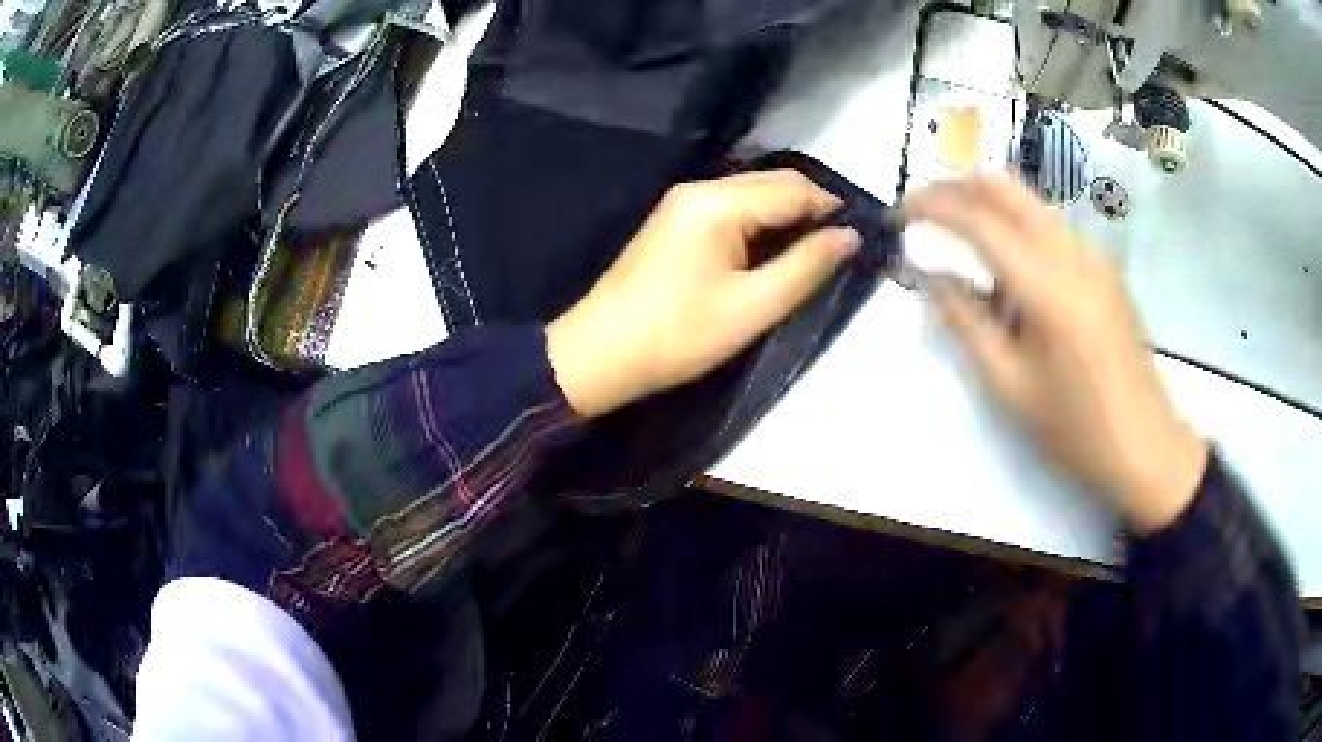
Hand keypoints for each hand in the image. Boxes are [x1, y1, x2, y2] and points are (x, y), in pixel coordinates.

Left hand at [546, 170, 860, 419]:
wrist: (600, 354)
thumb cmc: (678, 335)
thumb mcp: (753, 307)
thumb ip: (806, 266)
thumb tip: (849, 236)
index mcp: (719, 201)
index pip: (795, 188)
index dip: (833, 209)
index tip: (861, 240)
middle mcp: (701, 188)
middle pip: (773, 183)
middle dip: (811, 210)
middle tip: (840, 251)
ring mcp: (683, 203)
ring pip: (753, 195)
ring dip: (787, 218)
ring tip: (813, 257)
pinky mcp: (675, 222)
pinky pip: (731, 209)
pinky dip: (760, 225)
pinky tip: (772, 255)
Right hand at [901, 174, 1207, 533]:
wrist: (1143, 444)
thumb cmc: (1074, 426)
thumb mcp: (1009, 385)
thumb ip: (965, 321)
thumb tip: (930, 275)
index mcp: (1046, 284)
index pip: (979, 218)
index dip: (932, 205)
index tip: (900, 213)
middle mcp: (1071, 251)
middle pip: (1006, 187)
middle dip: (957, 187)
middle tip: (926, 211)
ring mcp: (1093, 254)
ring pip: (1030, 202)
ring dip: (987, 205)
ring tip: (959, 239)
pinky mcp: (1104, 266)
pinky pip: (1051, 227)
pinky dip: (1017, 228)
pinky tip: (1009, 270)